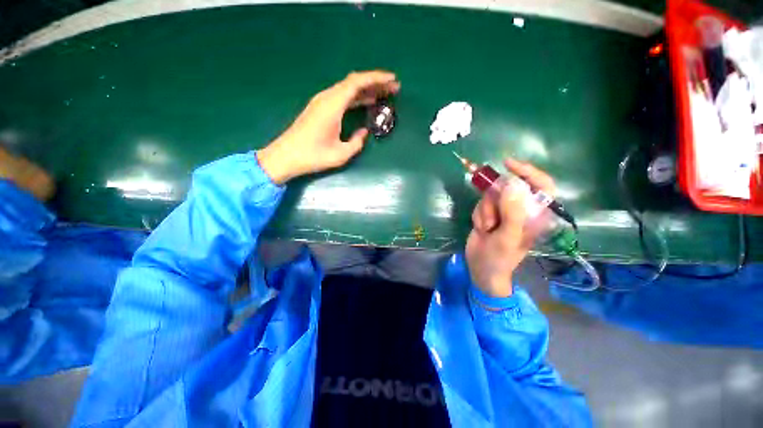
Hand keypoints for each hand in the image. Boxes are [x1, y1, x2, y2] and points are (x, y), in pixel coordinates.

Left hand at [257, 71, 400, 183]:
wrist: (285, 156)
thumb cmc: (312, 156)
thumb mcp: (340, 154)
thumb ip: (357, 142)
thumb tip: (364, 132)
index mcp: (332, 105)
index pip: (357, 83)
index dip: (376, 79)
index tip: (392, 80)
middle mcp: (327, 98)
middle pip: (354, 82)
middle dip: (375, 83)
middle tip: (393, 89)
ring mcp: (322, 102)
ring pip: (348, 89)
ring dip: (366, 90)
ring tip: (384, 95)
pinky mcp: (320, 108)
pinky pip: (342, 97)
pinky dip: (356, 97)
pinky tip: (366, 103)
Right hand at [465, 159, 555, 298]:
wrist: (481, 268)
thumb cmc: (499, 258)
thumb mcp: (507, 236)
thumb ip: (512, 212)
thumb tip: (513, 183)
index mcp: (536, 215)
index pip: (542, 185)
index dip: (528, 172)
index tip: (508, 165)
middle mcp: (522, 210)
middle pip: (509, 188)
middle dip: (495, 200)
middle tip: (491, 218)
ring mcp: (504, 211)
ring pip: (492, 195)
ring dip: (485, 211)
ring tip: (487, 228)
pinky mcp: (490, 213)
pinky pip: (482, 203)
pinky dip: (479, 214)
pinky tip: (482, 228)